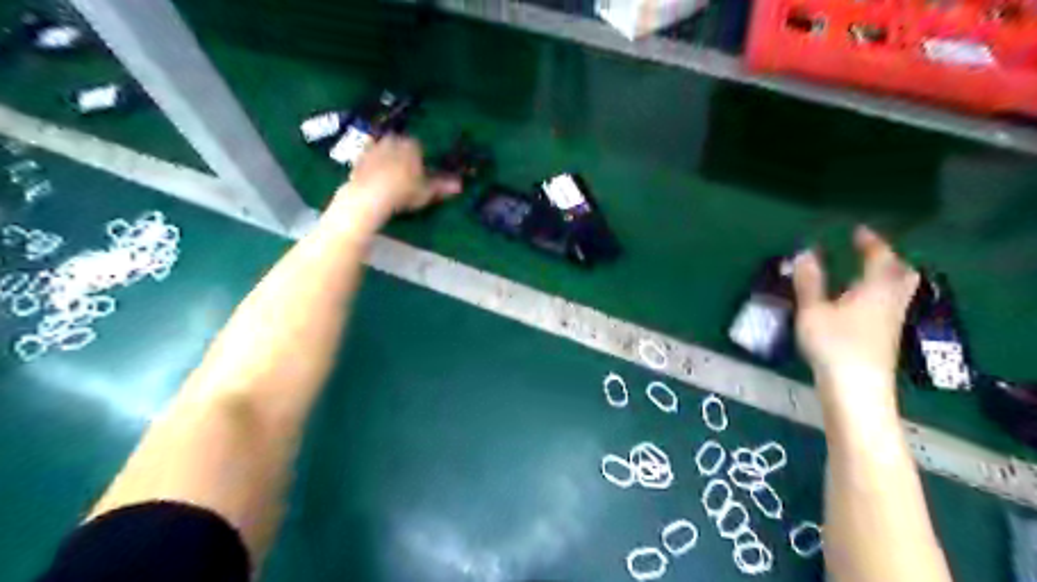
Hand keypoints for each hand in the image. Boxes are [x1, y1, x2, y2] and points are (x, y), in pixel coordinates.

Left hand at [332, 137, 460, 226]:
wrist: (370, 195)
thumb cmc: (404, 191)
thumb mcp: (426, 191)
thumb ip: (442, 186)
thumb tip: (460, 185)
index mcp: (411, 145)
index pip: (419, 147)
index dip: (420, 160)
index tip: (421, 173)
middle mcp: (392, 140)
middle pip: (400, 146)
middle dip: (403, 157)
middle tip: (406, 176)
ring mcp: (373, 147)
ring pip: (384, 151)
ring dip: (387, 160)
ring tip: (390, 178)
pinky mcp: (358, 158)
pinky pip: (368, 160)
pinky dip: (372, 167)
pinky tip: (374, 179)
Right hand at [791, 225, 918, 400]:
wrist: (857, 388)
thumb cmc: (834, 344)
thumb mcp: (813, 310)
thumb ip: (809, 281)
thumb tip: (805, 252)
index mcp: (876, 288)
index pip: (879, 256)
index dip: (870, 241)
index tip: (858, 231)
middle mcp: (891, 301)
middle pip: (901, 273)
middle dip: (887, 259)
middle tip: (869, 253)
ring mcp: (892, 321)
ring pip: (898, 291)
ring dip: (885, 277)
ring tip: (864, 275)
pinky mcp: (887, 338)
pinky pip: (890, 305)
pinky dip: (879, 294)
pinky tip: (860, 304)